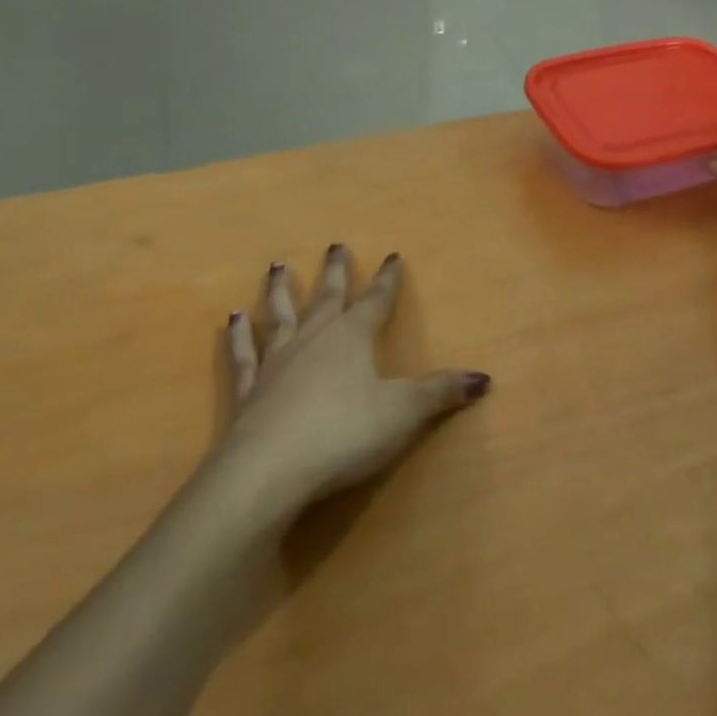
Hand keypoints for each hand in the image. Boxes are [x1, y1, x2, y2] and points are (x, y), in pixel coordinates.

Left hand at [220, 246, 490, 509]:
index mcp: (353, 337)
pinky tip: (232, 319)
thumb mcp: (403, 412)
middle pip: (326, 297)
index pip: (376, 301)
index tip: (393, 255)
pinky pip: (244, 355)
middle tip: (335, 244)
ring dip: (280, 290)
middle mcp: (314, 339)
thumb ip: (440, 392)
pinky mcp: (248, 391)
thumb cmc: (343, 433)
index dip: (387, 280)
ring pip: (280, 315)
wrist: (268, 471)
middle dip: (335, 271)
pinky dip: (238, 336)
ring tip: (277, 265)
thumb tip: (484, 377)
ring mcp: (277, 362)